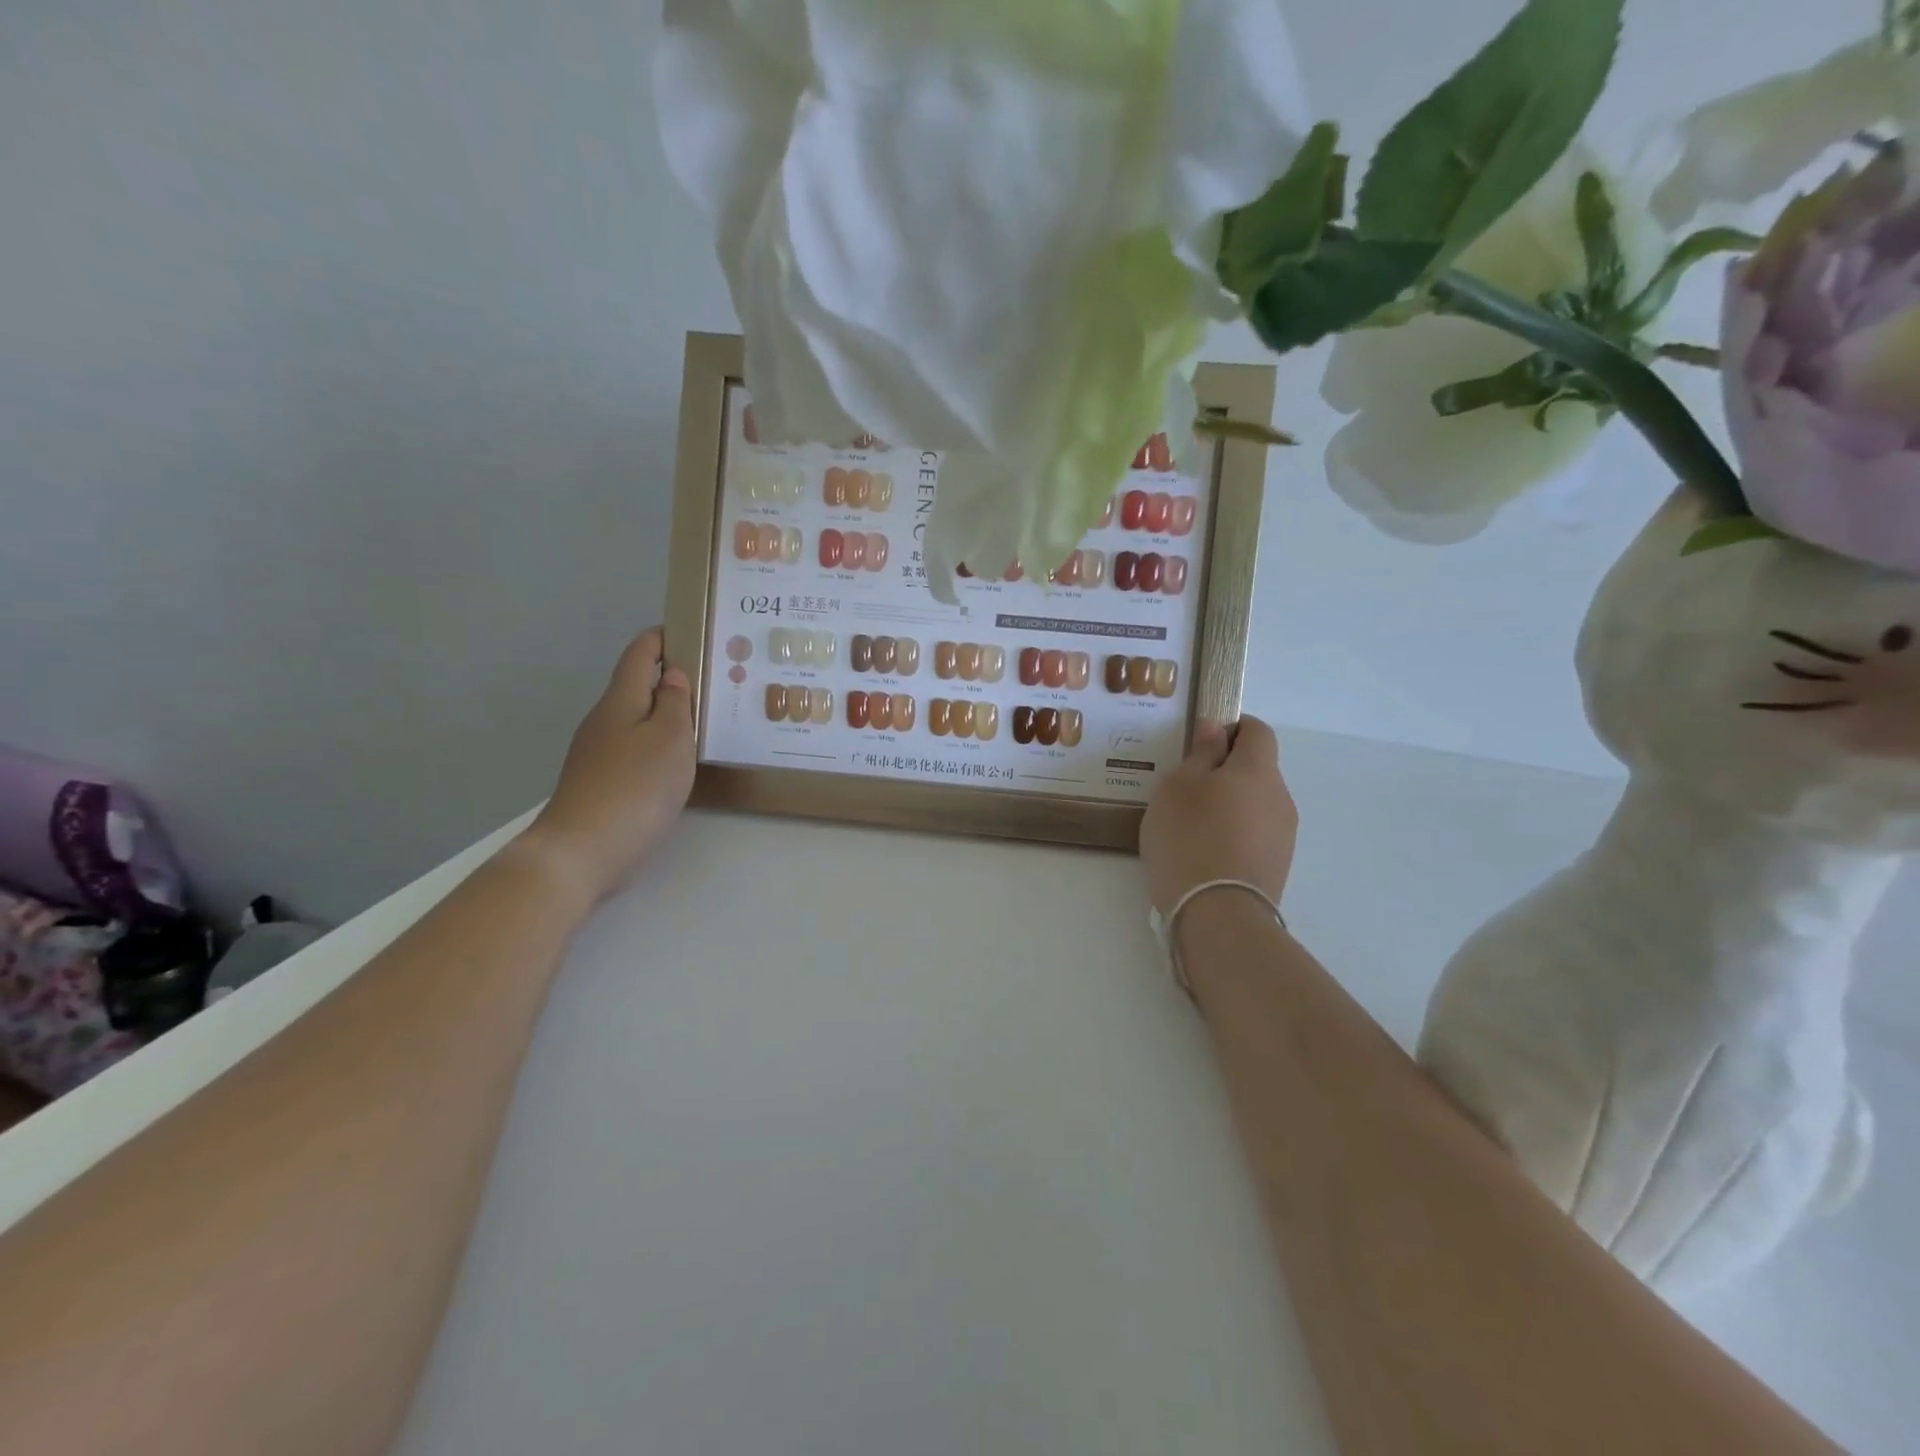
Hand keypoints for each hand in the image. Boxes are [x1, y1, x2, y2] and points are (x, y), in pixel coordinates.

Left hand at [520, 628, 696, 907]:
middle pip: (637, 686)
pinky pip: (634, 749)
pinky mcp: (600, 782)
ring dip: (666, 714)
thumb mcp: (669, 740)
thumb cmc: (634, 788)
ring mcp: (598, 753)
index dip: (663, 637)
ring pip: (637, 720)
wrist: (580, 852)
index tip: (693, 631)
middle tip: (714, 683)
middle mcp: (604, 720)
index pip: (639, 654)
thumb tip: (672, 676)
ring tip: (704, 722)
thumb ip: (674, 704)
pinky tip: (677, 763)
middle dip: (671, 678)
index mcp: (620, 701)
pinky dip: (657, 744)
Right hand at [1139, 716, 1297, 914]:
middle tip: (1185, 788)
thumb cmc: (1189, 838)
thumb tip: (1216, 728)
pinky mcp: (1277, 866)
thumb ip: (1200, 753)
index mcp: (1258, 770)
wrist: (1218, 915)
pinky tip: (1204, 852)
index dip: (1232, 727)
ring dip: (1229, 804)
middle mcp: (1280, 797)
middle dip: (1226, 770)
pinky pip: (1255, 833)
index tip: (1201, 742)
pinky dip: (1233, 832)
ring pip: (1256, 803)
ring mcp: (1283, 835)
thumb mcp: (1178, 787)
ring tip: (1190, 825)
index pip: (1258, 731)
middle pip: (1257, 769)